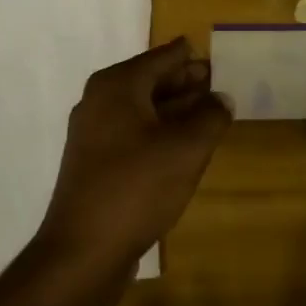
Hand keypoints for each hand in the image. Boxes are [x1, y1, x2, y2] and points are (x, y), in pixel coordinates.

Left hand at [33, 37, 230, 281]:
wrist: (84, 250)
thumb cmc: (137, 187)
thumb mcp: (186, 149)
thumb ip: (210, 117)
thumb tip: (221, 98)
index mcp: (117, 86)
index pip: (161, 58)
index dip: (189, 57)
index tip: (214, 54)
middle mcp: (100, 101)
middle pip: (150, 81)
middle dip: (184, 82)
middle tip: (218, 83)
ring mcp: (93, 134)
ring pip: (142, 110)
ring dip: (175, 109)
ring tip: (209, 113)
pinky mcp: (95, 163)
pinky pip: (133, 134)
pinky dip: (159, 132)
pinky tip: (183, 146)